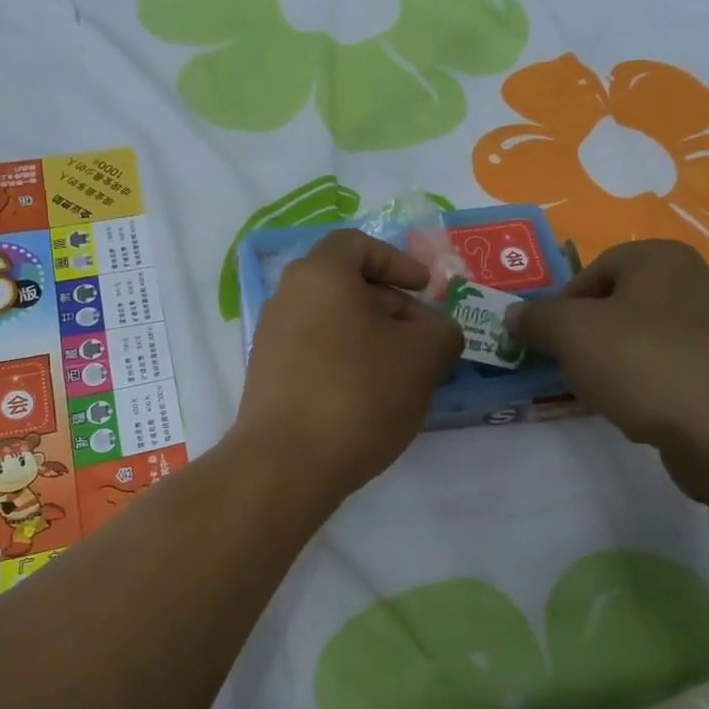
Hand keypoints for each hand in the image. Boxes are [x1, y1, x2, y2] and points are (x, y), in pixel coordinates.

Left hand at [234, 229, 462, 499]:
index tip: (425, 289)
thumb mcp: (422, 358)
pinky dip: (347, 362)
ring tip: (404, 374)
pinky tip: (371, 398)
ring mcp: (272, 339)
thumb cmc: (359, 393)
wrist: (287, 463)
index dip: (398, 262)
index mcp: (320, 275)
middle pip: (346, 286)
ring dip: (372, 338)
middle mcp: (288, 297)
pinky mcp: (268, 377)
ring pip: (333, 322)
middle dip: (392, 307)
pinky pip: (316, 353)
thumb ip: (441, 333)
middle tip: (424, 340)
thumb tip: (439, 333)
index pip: (358, 245)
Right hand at [506, 240, 708, 490]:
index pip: (592, 271)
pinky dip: (639, 381)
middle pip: (614, 304)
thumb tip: (514, 314)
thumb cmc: (643, 363)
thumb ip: (536, 318)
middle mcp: (691, 281)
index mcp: (660, 257)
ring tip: (598, 390)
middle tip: (568, 366)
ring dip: (609, 361)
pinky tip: (630, 407)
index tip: (550, 342)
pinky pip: (661, 365)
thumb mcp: (572, 333)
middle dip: (584, 335)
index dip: (562, 306)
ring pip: (636, 337)